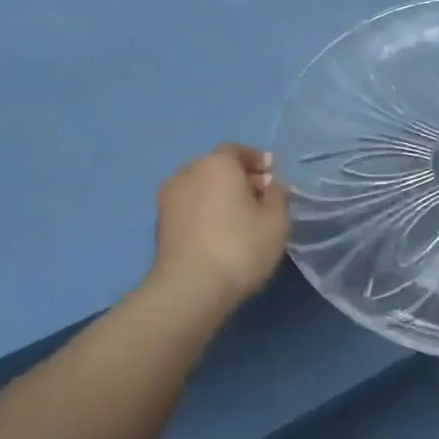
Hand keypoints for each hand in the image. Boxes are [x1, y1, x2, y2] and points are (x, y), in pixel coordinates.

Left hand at [151, 143, 289, 310]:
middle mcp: (187, 172)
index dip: (257, 160)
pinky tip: (219, 233)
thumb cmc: (240, 247)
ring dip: (219, 196)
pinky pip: (189, 208)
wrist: (189, 288)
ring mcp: (168, 199)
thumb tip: (270, 184)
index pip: (237, 150)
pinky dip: (205, 212)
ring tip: (240, 219)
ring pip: (201, 188)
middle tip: (260, 199)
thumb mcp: (276, 221)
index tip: (272, 175)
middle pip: (217, 167)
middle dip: (239, 178)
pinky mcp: (159, 225)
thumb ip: (278, 195)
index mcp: (217, 163)